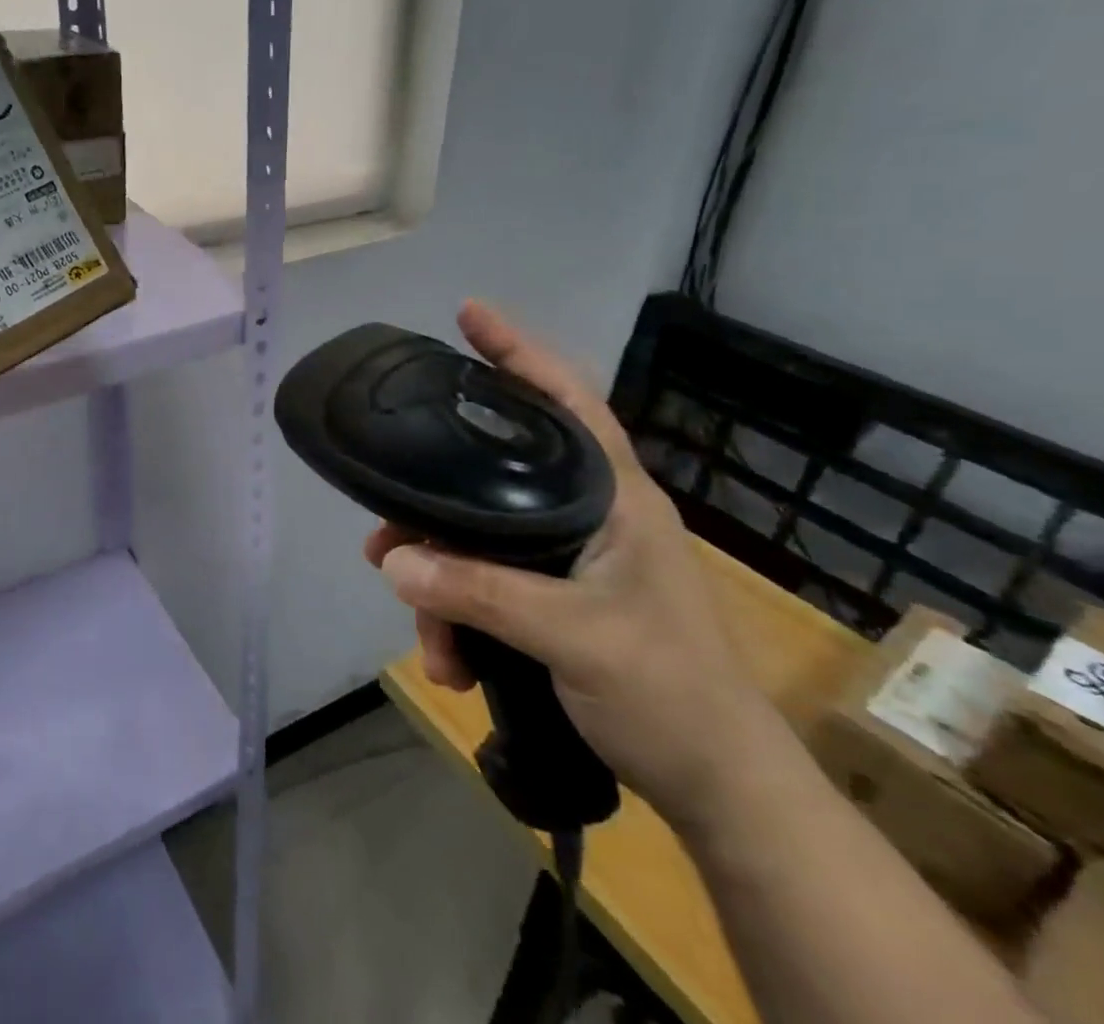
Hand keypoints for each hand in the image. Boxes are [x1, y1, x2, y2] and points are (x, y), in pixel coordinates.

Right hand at [366, 299, 777, 830]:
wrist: (720, 789)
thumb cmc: (670, 694)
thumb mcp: (574, 638)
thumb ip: (481, 593)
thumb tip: (392, 559)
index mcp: (613, 496)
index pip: (565, 400)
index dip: (517, 351)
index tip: (466, 314)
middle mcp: (587, 512)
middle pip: (491, 477)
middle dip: (432, 509)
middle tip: (384, 532)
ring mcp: (567, 556)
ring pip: (477, 540)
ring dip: (441, 588)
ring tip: (431, 644)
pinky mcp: (552, 595)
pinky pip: (484, 584)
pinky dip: (459, 617)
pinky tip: (453, 662)